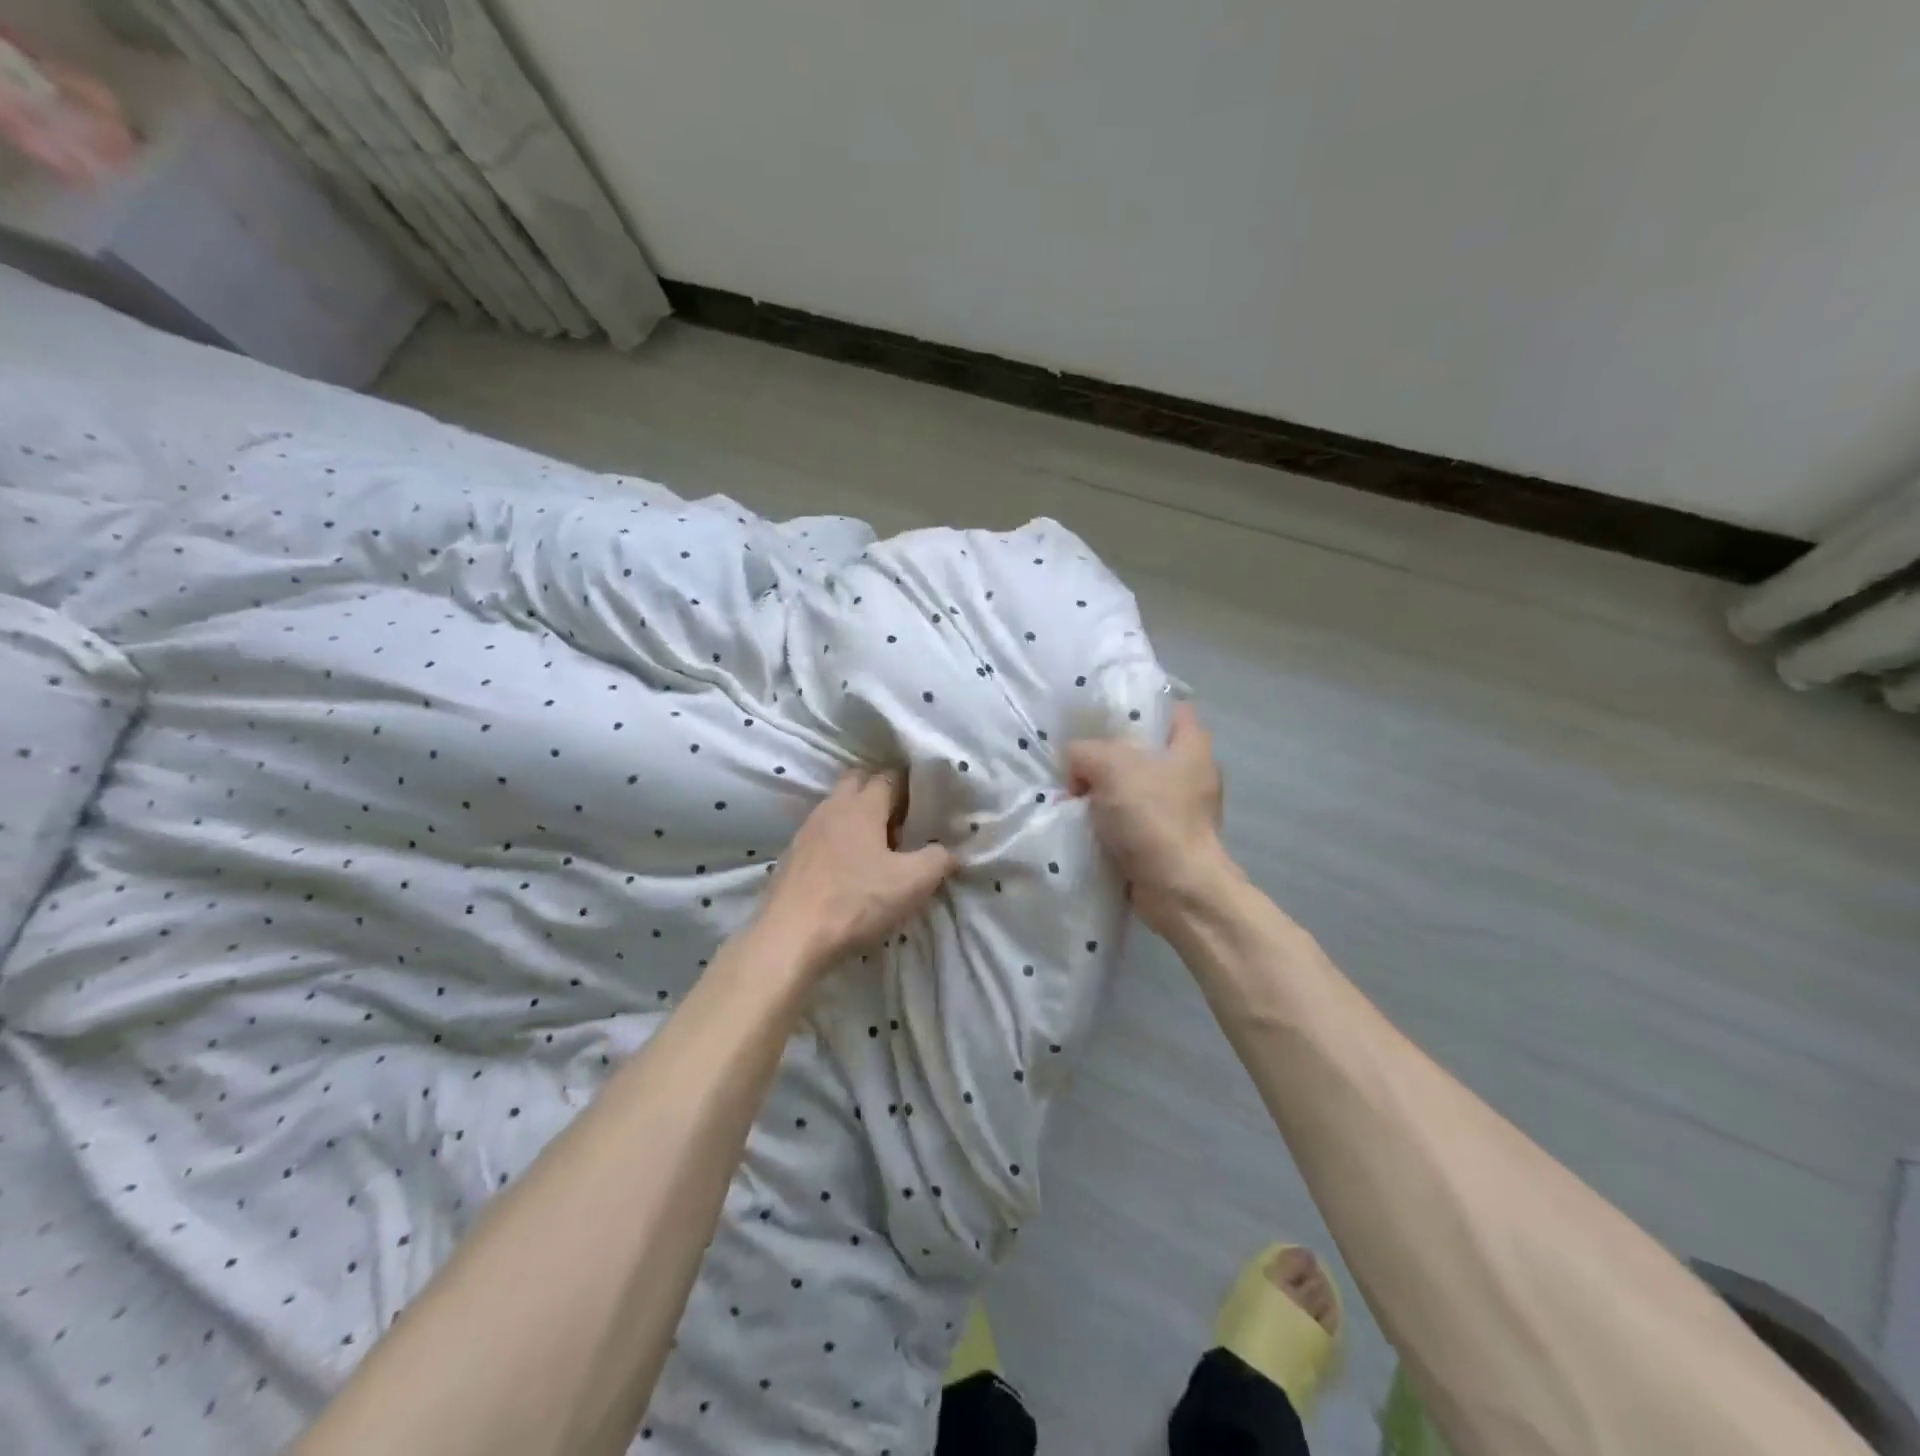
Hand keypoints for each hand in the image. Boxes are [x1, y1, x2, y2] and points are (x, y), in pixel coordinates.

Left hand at [758, 771, 956, 976]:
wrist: (789, 937)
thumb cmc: (855, 902)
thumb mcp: (912, 884)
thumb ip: (938, 860)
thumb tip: (950, 850)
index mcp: (862, 805)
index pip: (888, 777)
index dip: (909, 787)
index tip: (924, 807)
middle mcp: (832, 807)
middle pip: (858, 781)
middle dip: (880, 793)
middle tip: (901, 823)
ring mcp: (807, 830)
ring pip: (837, 807)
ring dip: (857, 817)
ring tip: (876, 849)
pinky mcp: (792, 855)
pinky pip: (822, 833)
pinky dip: (838, 840)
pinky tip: (847, 869)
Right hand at [1068, 703, 1233, 932]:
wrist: (1178, 890)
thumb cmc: (1154, 817)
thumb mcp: (1110, 767)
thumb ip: (1084, 752)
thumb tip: (1076, 766)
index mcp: (1191, 745)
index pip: (1169, 708)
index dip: (1138, 705)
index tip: (1103, 715)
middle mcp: (1191, 773)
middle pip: (1144, 749)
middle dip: (1108, 752)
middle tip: (1076, 755)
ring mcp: (1179, 809)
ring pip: (1133, 786)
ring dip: (1103, 790)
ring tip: (1070, 790)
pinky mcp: (1165, 839)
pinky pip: (1130, 819)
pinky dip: (1108, 821)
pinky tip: (1081, 821)